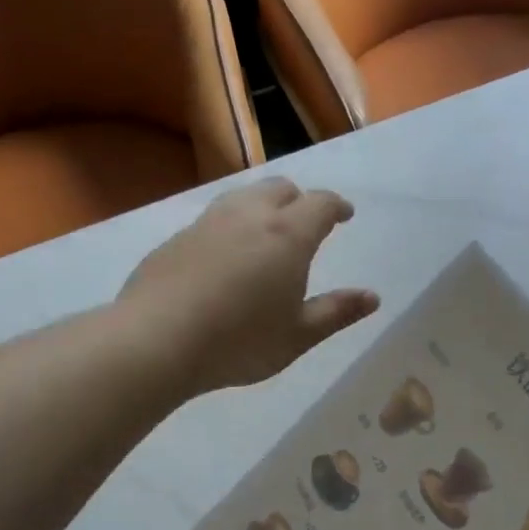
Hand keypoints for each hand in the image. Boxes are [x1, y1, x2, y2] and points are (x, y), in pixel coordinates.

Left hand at [119, 178, 378, 394]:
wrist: (156, 341)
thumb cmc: (240, 342)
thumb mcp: (298, 336)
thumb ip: (337, 312)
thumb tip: (372, 297)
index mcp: (288, 235)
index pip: (321, 204)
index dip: (337, 207)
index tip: (345, 216)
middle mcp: (249, 216)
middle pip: (280, 188)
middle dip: (300, 200)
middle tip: (307, 224)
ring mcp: (208, 223)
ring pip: (243, 197)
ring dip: (263, 206)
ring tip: (267, 234)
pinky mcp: (176, 238)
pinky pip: (214, 219)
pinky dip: (232, 226)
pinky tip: (226, 257)